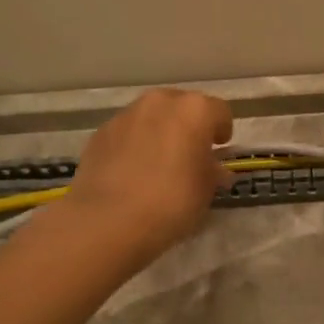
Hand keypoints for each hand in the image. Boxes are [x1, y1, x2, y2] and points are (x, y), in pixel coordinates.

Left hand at [63, 88, 233, 262]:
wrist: (108, 220)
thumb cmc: (171, 202)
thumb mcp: (206, 191)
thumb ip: (213, 172)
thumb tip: (214, 168)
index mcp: (195, 110)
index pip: (220, 111)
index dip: (222, 130)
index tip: (219, 149)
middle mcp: (160, 102)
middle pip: (182, 107)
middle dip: (189, 126)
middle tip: (190, 154)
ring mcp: (126, 114)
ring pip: (152, 116)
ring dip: (160, 132)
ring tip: (159, 163)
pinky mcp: (101, 132)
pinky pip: (127, 132)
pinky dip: (134, 144)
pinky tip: (132, 172)